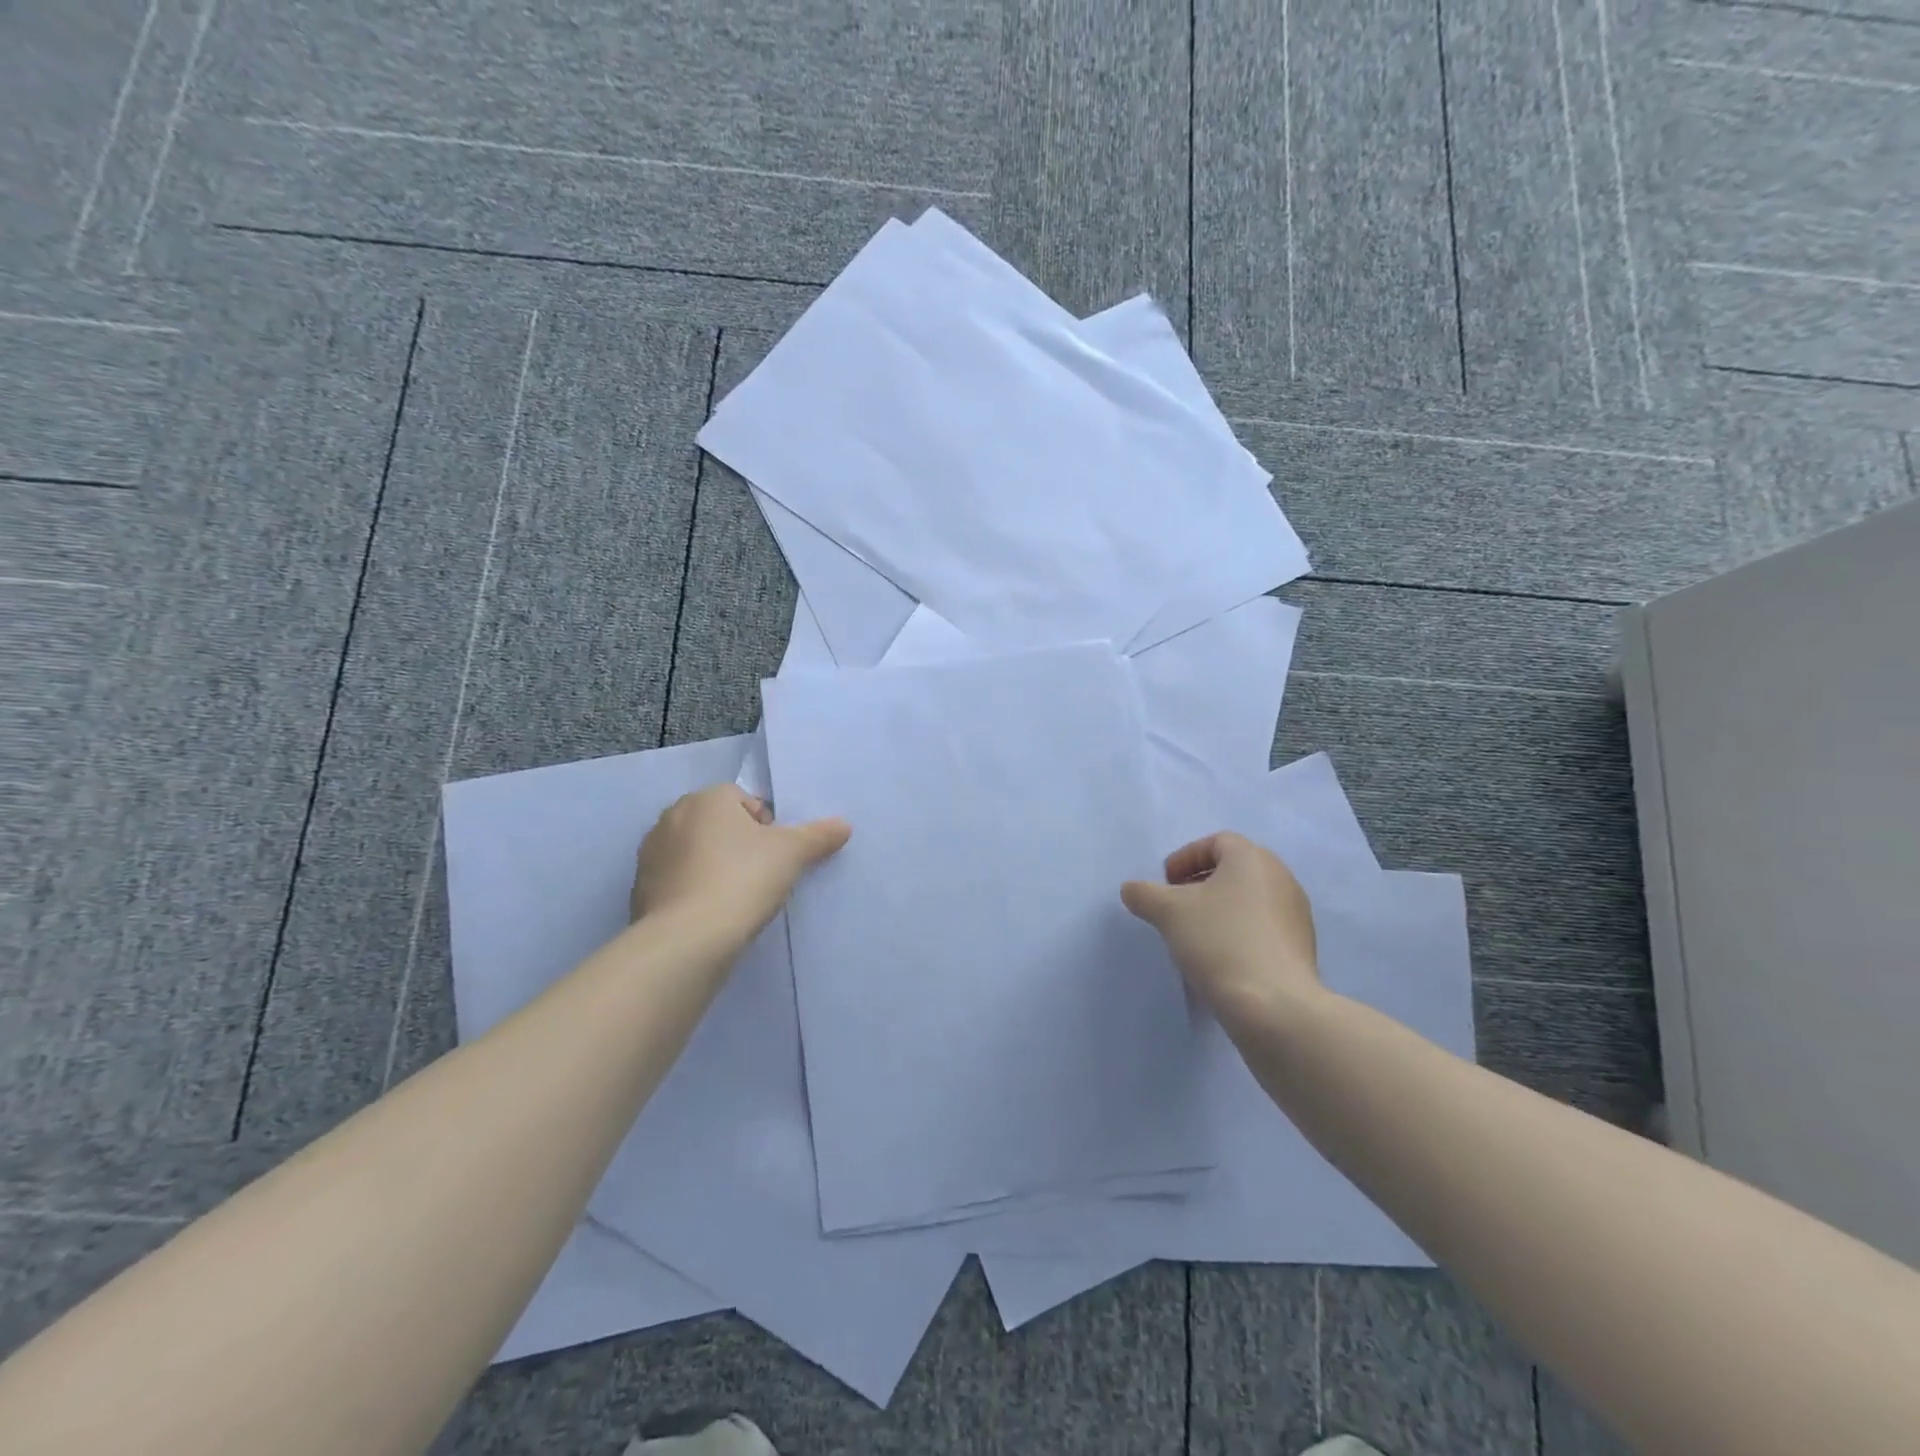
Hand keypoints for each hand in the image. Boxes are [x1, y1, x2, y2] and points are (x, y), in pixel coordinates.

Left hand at [632, 784, 849, 945]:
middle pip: (717, 824)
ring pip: (695, 852)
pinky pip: (676, 881)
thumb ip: (818, 836)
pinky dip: (692, 891)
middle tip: (759, 875)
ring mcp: (651, 854)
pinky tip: (709, 915)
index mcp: (707, 799)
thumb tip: (844, 825)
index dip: (766, 827)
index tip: (775, 856)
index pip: (743, 800)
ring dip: (713, 866)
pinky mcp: (640, 889)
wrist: (687, 939)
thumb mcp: (792, 854)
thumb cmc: (743, 879)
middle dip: (737, 844)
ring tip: (734, 898)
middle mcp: (672, 817)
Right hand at [1121, 832, 1321, 1031]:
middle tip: (1176, 906)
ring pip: (1249, 899)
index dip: (1185, 858)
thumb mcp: (1168, 913)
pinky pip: (1263, 927)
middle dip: (1201, 883)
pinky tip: (1220, 958)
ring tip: (1194, 935)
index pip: (1216, 842)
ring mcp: (1296, 914)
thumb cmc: (1219, 942)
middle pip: (1235, 869)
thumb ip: (1144, 894)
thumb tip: (1131, 889)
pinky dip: (1239, 932)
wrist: (1274, 1006)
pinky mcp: (1302, 947)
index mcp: (1252, 859)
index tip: (1166, 884)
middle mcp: (1280, 877)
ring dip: (1220, 909)